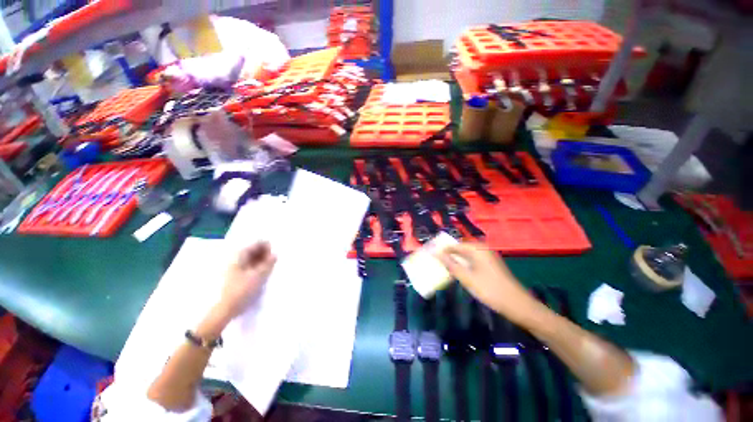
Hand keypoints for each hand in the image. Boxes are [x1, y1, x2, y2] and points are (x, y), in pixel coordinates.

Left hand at [218, 242, 276, 319]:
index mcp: (240, 256)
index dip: (266, 246)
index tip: (275, 251)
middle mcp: (237, 260)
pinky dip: (258, 267)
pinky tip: (264, 272)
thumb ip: (268, 264)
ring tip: (271, 266)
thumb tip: (275, 254)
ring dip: (262, 260)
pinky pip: (250, 266)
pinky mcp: (238, 277)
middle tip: (274, 259)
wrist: (226, 308)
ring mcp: (236, 268)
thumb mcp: (259, 276)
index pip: (255, 244)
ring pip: (252, 259)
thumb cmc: (242, 289)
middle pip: (253, 251)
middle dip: (265, 253)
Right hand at [435, 242, 536, 323]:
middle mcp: (482, 248)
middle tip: (437, 262)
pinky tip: (460, 272)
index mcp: (476, 249)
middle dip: (448, 254)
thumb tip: (436, 253)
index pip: (454, 244)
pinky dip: (464, 264)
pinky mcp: (491, 264)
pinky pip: (473, 259)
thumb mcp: (466, 278)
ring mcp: (488, 256)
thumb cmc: (489, 290)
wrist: (517, 304)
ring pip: (467, 254)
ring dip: (456, 259)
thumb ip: (450, 264)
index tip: (431, 255)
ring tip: (445, 267)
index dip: (442, 249)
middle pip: (460, 248)